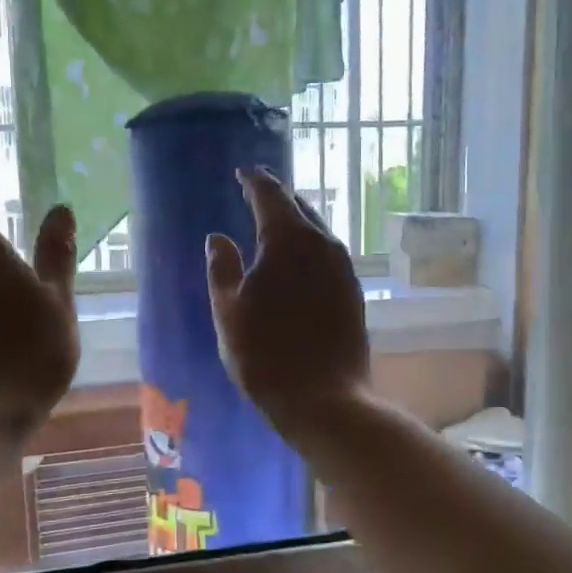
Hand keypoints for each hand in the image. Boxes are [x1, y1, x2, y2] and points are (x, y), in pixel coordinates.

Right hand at [206, 167, 369, 432]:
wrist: (326, 399)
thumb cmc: (265, 356)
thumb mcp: (228, 313)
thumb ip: (221, 268)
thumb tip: (218, 237)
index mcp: (288, 240)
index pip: (270, 194)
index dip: (254, 180)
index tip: (243, 172)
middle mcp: (322, 244)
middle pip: (298, 208)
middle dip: (276, 199)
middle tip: (256, 195)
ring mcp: (343, 267)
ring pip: (316, 231)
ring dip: (295, 223)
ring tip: (275, 227)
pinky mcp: (353, 290)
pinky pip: (326, 254)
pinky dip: (308, 248)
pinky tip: (297, 263)